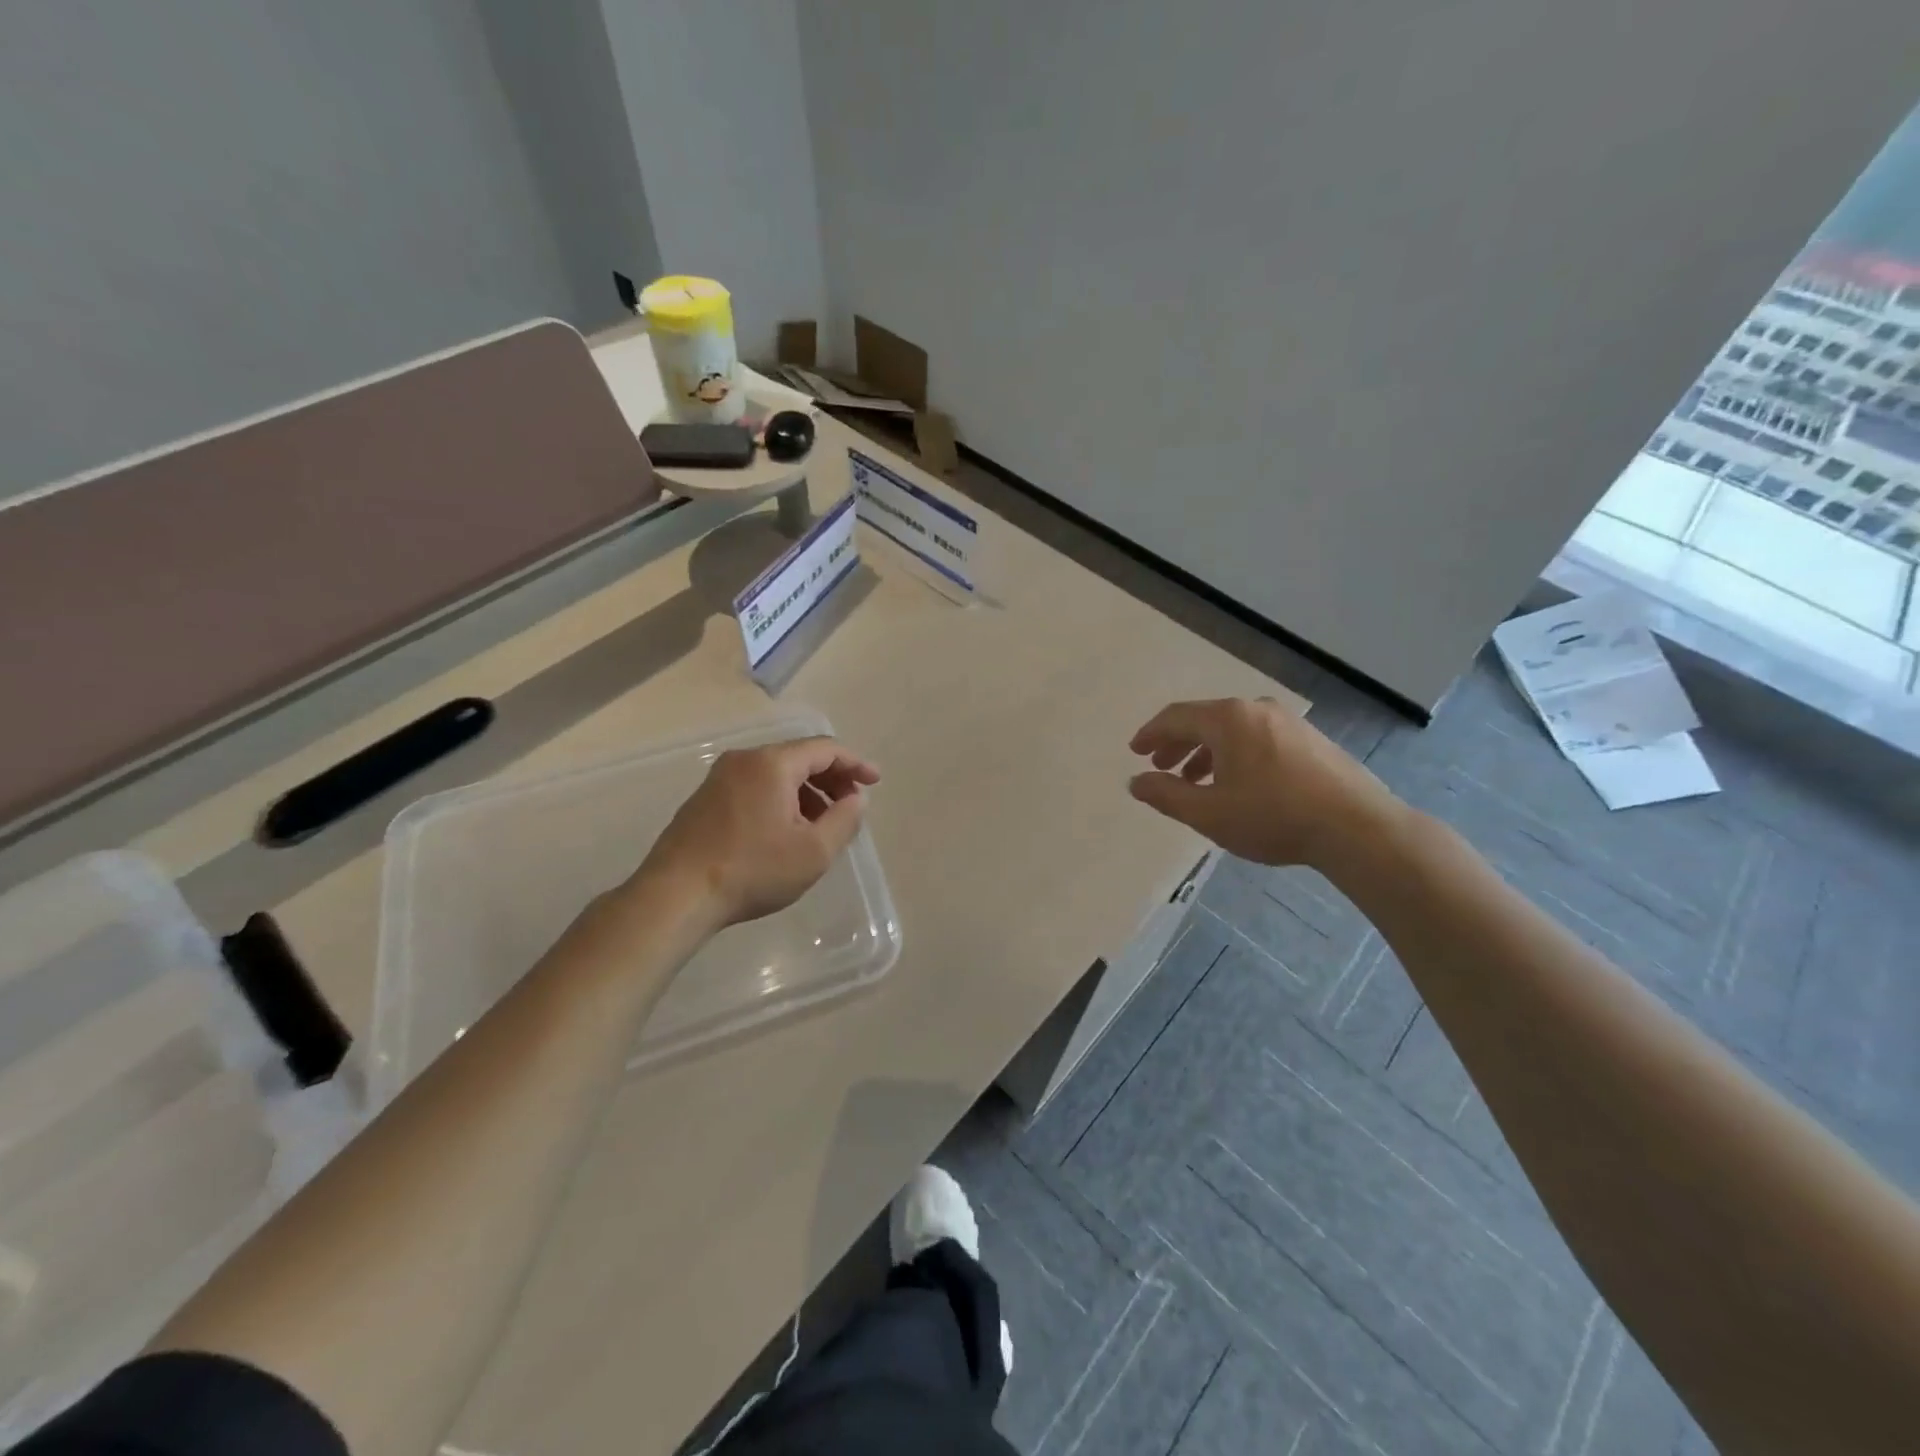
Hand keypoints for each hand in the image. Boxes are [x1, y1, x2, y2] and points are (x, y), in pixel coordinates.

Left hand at [635, 737, 879, 928]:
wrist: (676, 895)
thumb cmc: (752, 870)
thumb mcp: (814, 851)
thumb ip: (845, 819)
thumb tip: (855, 799)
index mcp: (772, 763)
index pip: (825, 749)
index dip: (855, 764)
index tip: (874, 782)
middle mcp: (744, 760)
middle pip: (799, 757)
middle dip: (831, 779)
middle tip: (849, 807)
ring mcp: (719, 778)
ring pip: (776, 773)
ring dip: (806, 793)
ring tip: (820, 826)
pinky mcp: (705, 799)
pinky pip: (755, 787)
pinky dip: (780, 800)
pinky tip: (785, 832)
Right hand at [1127, 698, 1404, 871]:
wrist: (1357, 827)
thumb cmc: (1273, 817)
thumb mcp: (1209, 813)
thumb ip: (1166, 795)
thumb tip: (1136, 781)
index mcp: (1228, 719)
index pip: (1176, 717)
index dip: (1150, 734)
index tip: (1134, 751)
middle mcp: (1256, 710)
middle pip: (1204, 720)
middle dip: (1177, 743)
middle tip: (1160, 765)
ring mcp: (1288, 722)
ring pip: (1232, 730)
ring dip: (1206, 752)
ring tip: (1195, 781)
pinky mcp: (1310, 740)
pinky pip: (1257, 739)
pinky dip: (1234, 755)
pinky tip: (1236, 784)